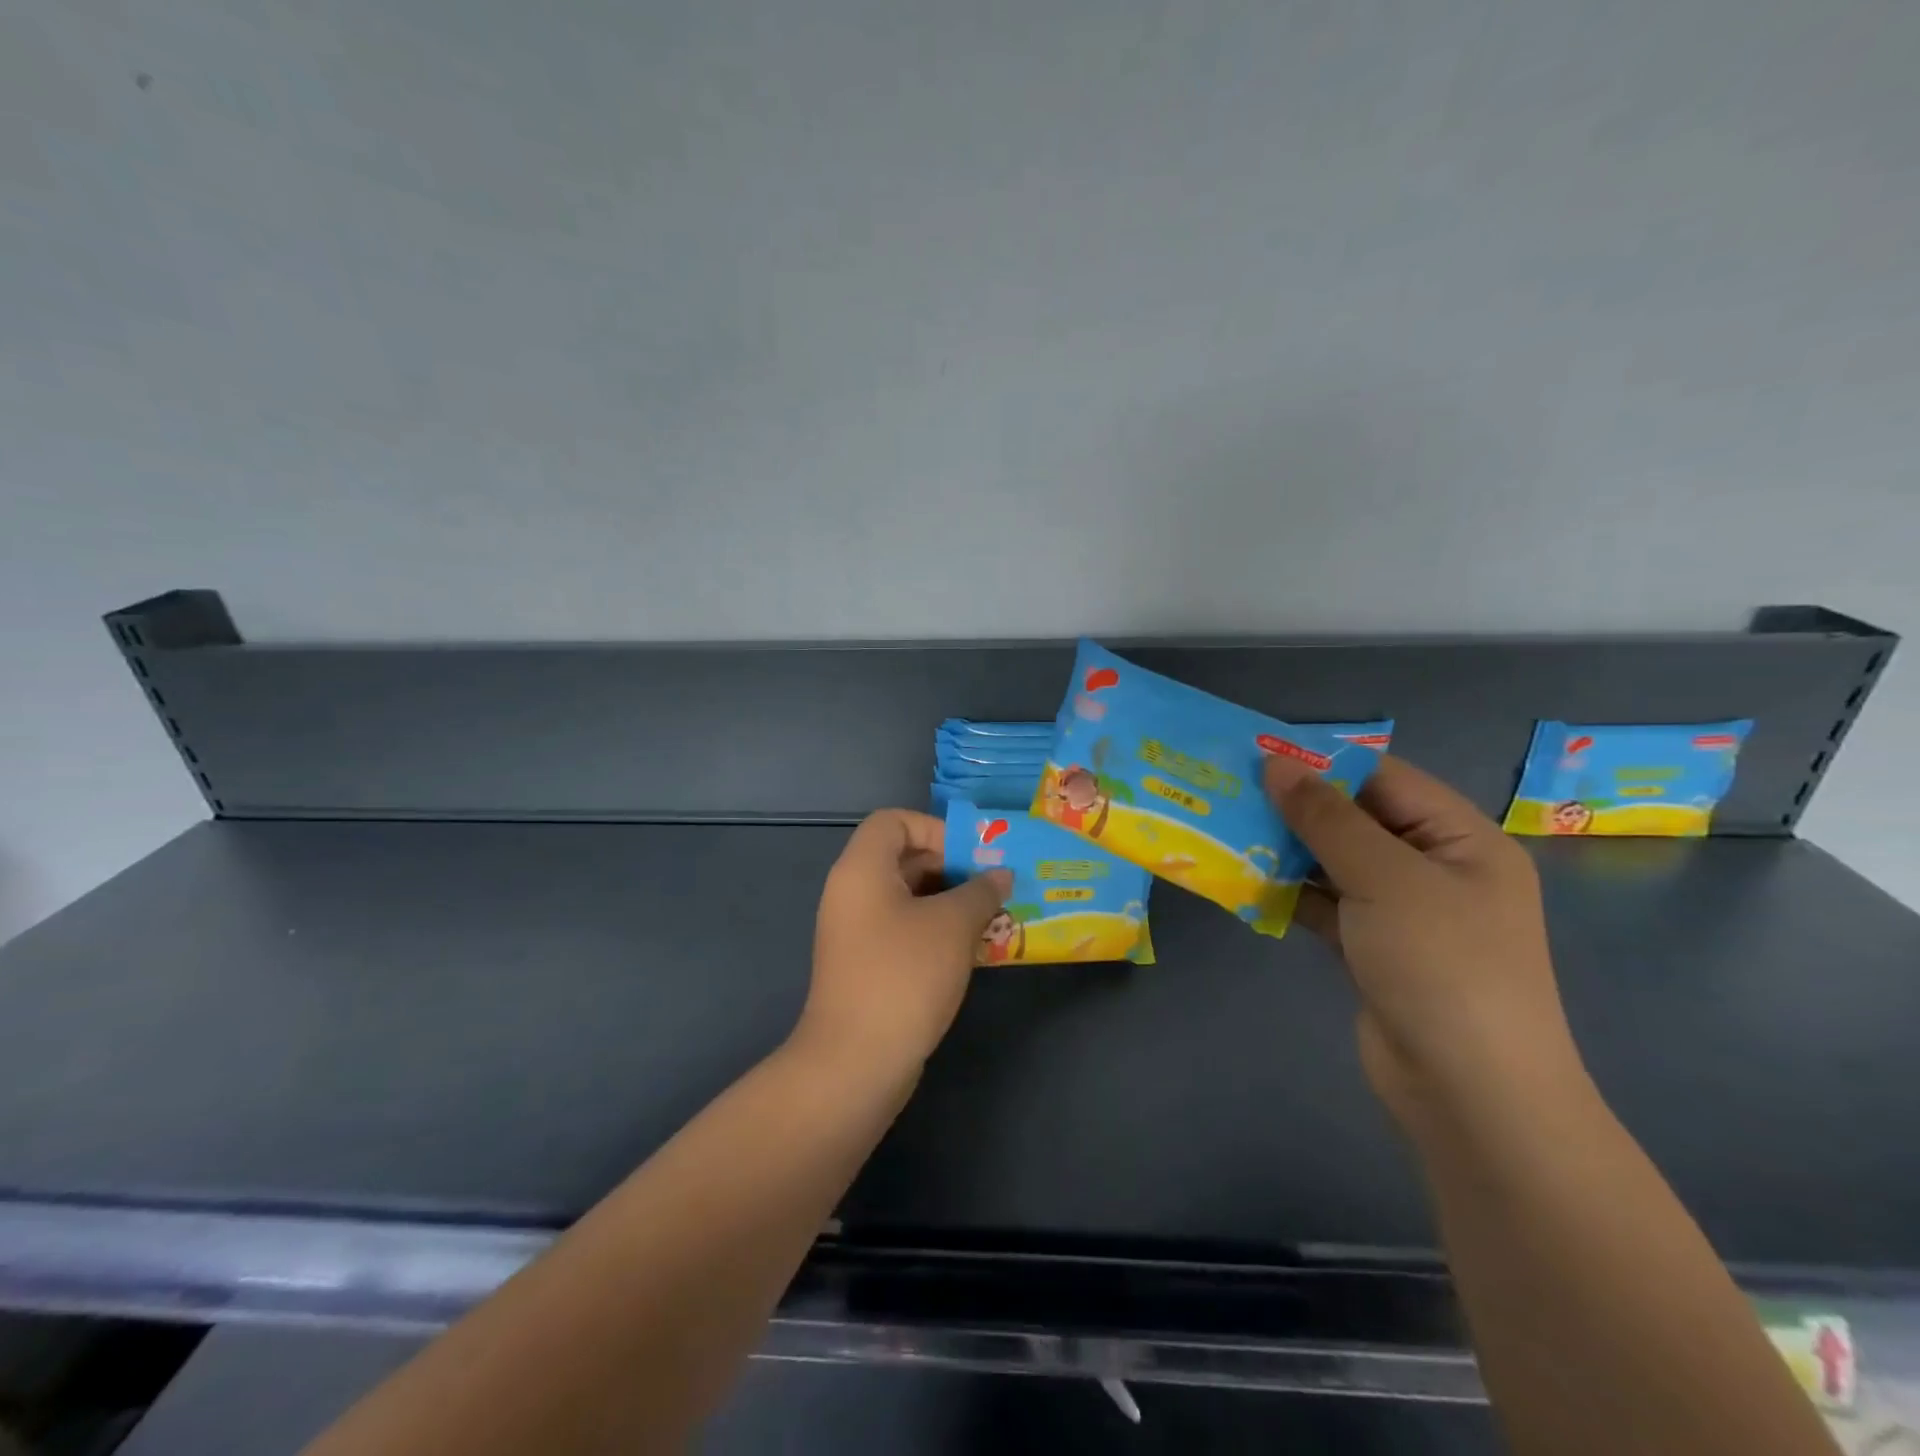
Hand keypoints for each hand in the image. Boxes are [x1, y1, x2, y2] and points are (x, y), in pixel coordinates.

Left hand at [795, 809, 1011, 1080]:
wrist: (856, 1062)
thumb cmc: (904, 975)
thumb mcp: (952, 926)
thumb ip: (980, 892)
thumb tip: (1000, 876)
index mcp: (862, 869)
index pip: (893, 821)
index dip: (935, 828)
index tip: (972, 856)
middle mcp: (853, 893)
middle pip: (903, 857)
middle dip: (952, 867)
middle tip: (994, 886)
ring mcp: (856, 932)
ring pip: (908, 896)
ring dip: (950, 901)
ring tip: (993, 916)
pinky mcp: (866, 964)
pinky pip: (904, 929)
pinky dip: (936, 929)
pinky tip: (973, 949)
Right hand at [1263, 754, 1586, 1128]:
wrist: (1470, 1094)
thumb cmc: (1441, 965)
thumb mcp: (1384, 878)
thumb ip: (1326, 817)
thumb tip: (1276, 763)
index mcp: (1461, 838)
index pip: (1384, 779)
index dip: (1322, 763)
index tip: (1255, 756)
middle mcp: (1436, 868)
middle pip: (1358, 819)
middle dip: (1297, 808)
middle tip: (1230, 792)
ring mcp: (1405, 913)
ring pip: (1336, 863)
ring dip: (1287, 851)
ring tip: (1227, 831)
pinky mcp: (1374, 949)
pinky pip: (1328, 905)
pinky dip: (1291, 893)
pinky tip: (1247, 882)